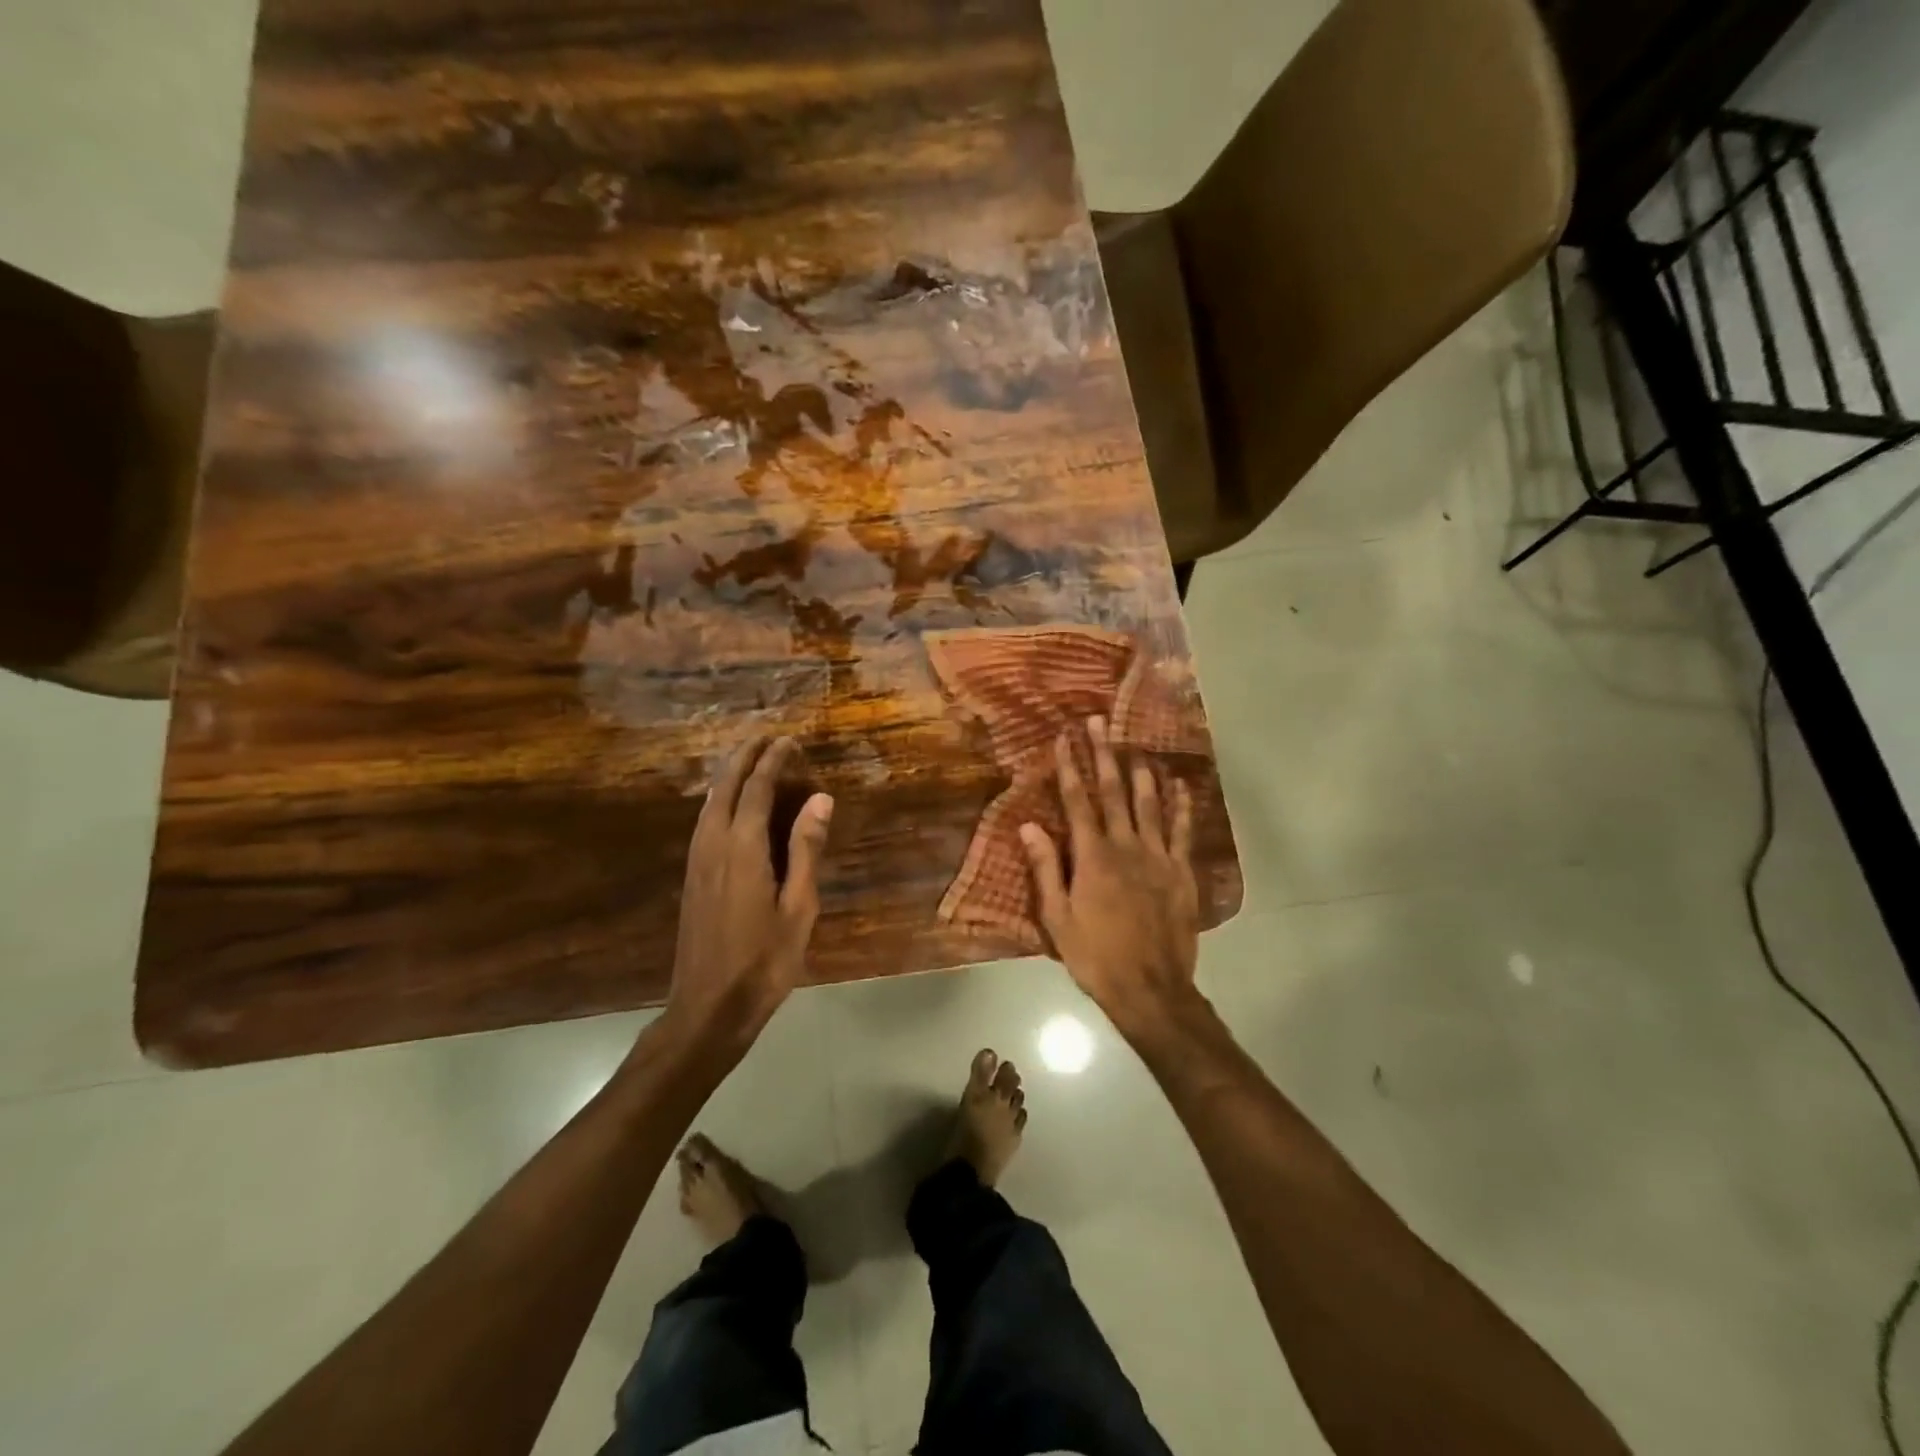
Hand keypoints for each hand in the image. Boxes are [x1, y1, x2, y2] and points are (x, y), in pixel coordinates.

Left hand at [666, 736, 832, 1049]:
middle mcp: (713, 845)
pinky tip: (731, 805)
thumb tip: (819, 799)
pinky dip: (720, 799)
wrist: (708, 1007)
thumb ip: (806, 849)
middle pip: (725, 787)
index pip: (756, 789)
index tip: (790, 741)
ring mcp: (697, 861)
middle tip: (767, 738)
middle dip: (745, 758)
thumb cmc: (764, 961)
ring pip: (710, 803)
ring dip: (730, 776)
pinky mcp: (692, 876)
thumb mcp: (799, 907)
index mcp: (742, 849)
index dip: (773, 761)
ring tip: (751, 760)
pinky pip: (704, 821)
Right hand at [1019, 717, 1200, 1033]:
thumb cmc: (1095, 955)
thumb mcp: (1057, 918)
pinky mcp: (1181, 872)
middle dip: (1104, 755)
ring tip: (1135, 746)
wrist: (1151, 989)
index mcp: (1092, 857)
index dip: (1070, 767)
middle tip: (1099, 722)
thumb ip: (1046, 869)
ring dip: (1141, 772)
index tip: (1065, 738)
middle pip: (1114, 792)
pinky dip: (1180, 805)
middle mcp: (1126, 846)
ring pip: (1149, 804)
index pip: (1077, 802)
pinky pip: (1181, 830)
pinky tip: (1179, 785)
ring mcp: (1158, 857)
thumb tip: (1028, 826)